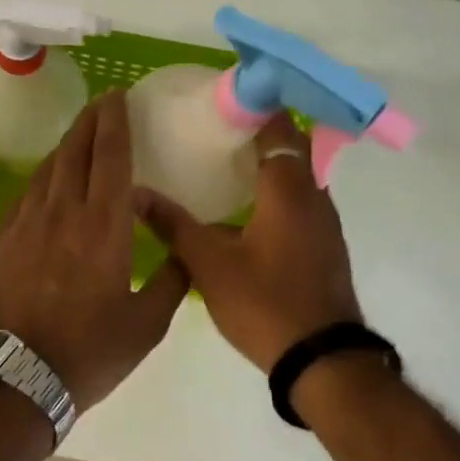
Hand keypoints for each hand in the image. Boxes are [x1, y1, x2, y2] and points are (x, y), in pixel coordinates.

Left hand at [0, 91, 190, 412]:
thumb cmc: (89, 351)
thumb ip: (171, 281)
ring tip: (80, 134)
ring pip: (48, 169)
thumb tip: (185, 251)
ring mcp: (27, 223)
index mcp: (103, 226)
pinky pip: (27, 193)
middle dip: (90, 121)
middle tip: (103, 101)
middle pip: (75, 151)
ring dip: (66, 145)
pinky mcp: (4, 239)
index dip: (114, 122)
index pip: (110, 157)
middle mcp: (63, 212)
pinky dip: (44, 176)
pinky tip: (49, 179)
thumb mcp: (147, 325)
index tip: (118, 96)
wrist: (17, 375)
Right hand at [134, 113, 362, 371]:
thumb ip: (173, 225)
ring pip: (297, 178)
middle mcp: (314, 198)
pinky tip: (243, 210)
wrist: (323, 361)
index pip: (279, 128)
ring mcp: (324, 225)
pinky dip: (275, 193)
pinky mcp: (324, 247)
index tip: (222, 99)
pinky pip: (299, 203)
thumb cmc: (266, 303)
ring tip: (222, 163)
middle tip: (214, 130)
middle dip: (257, 134)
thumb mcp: (209, 264)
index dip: (255, 107)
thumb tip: (135, 194)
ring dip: (267, 165)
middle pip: (290, 149)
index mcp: (289, 190)